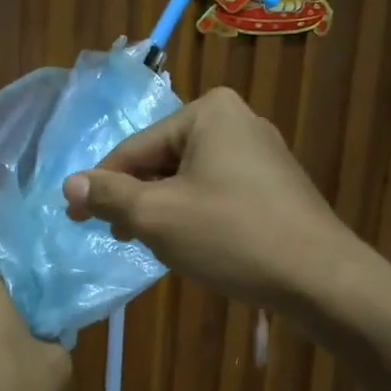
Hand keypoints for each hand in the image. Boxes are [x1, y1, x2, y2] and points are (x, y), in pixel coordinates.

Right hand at [62, 87, 357, 311]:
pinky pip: (218, 190)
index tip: (74, 217)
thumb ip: (109, 195)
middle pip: (163, 160)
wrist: (321, 277)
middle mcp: (238, 120)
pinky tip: (191, 243)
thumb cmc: (231, 236)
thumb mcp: (157, 216)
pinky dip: (195, 213)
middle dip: (136, 198)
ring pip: (190, 178)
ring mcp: (262, 152)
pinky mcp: (276, 184)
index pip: (135, 148)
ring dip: (163, 209)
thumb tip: (69, 183)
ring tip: (149, 244)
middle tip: (114, 235)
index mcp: (208, 112)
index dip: (101, 186)